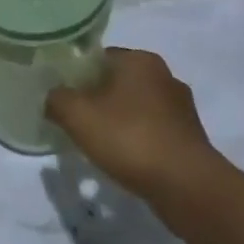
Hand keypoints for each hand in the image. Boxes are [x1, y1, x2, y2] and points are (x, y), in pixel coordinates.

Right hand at [45, 49, 218, 209]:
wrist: (187, 187)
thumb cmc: (130, 138)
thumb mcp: (78, 115)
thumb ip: (57, 99)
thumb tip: (52, 98)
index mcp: (140, 60)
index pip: (99, 57)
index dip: (77, 74)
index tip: (63, 96)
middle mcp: (165, 75)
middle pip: (118, 81)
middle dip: (97, 98)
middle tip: (76, 120)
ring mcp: (182, 107)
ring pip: (137, 107)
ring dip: (119, 121)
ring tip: (98, 144)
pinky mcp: (190, 137)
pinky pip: (153, 130)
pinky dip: (138, 140)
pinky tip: (125, 160)